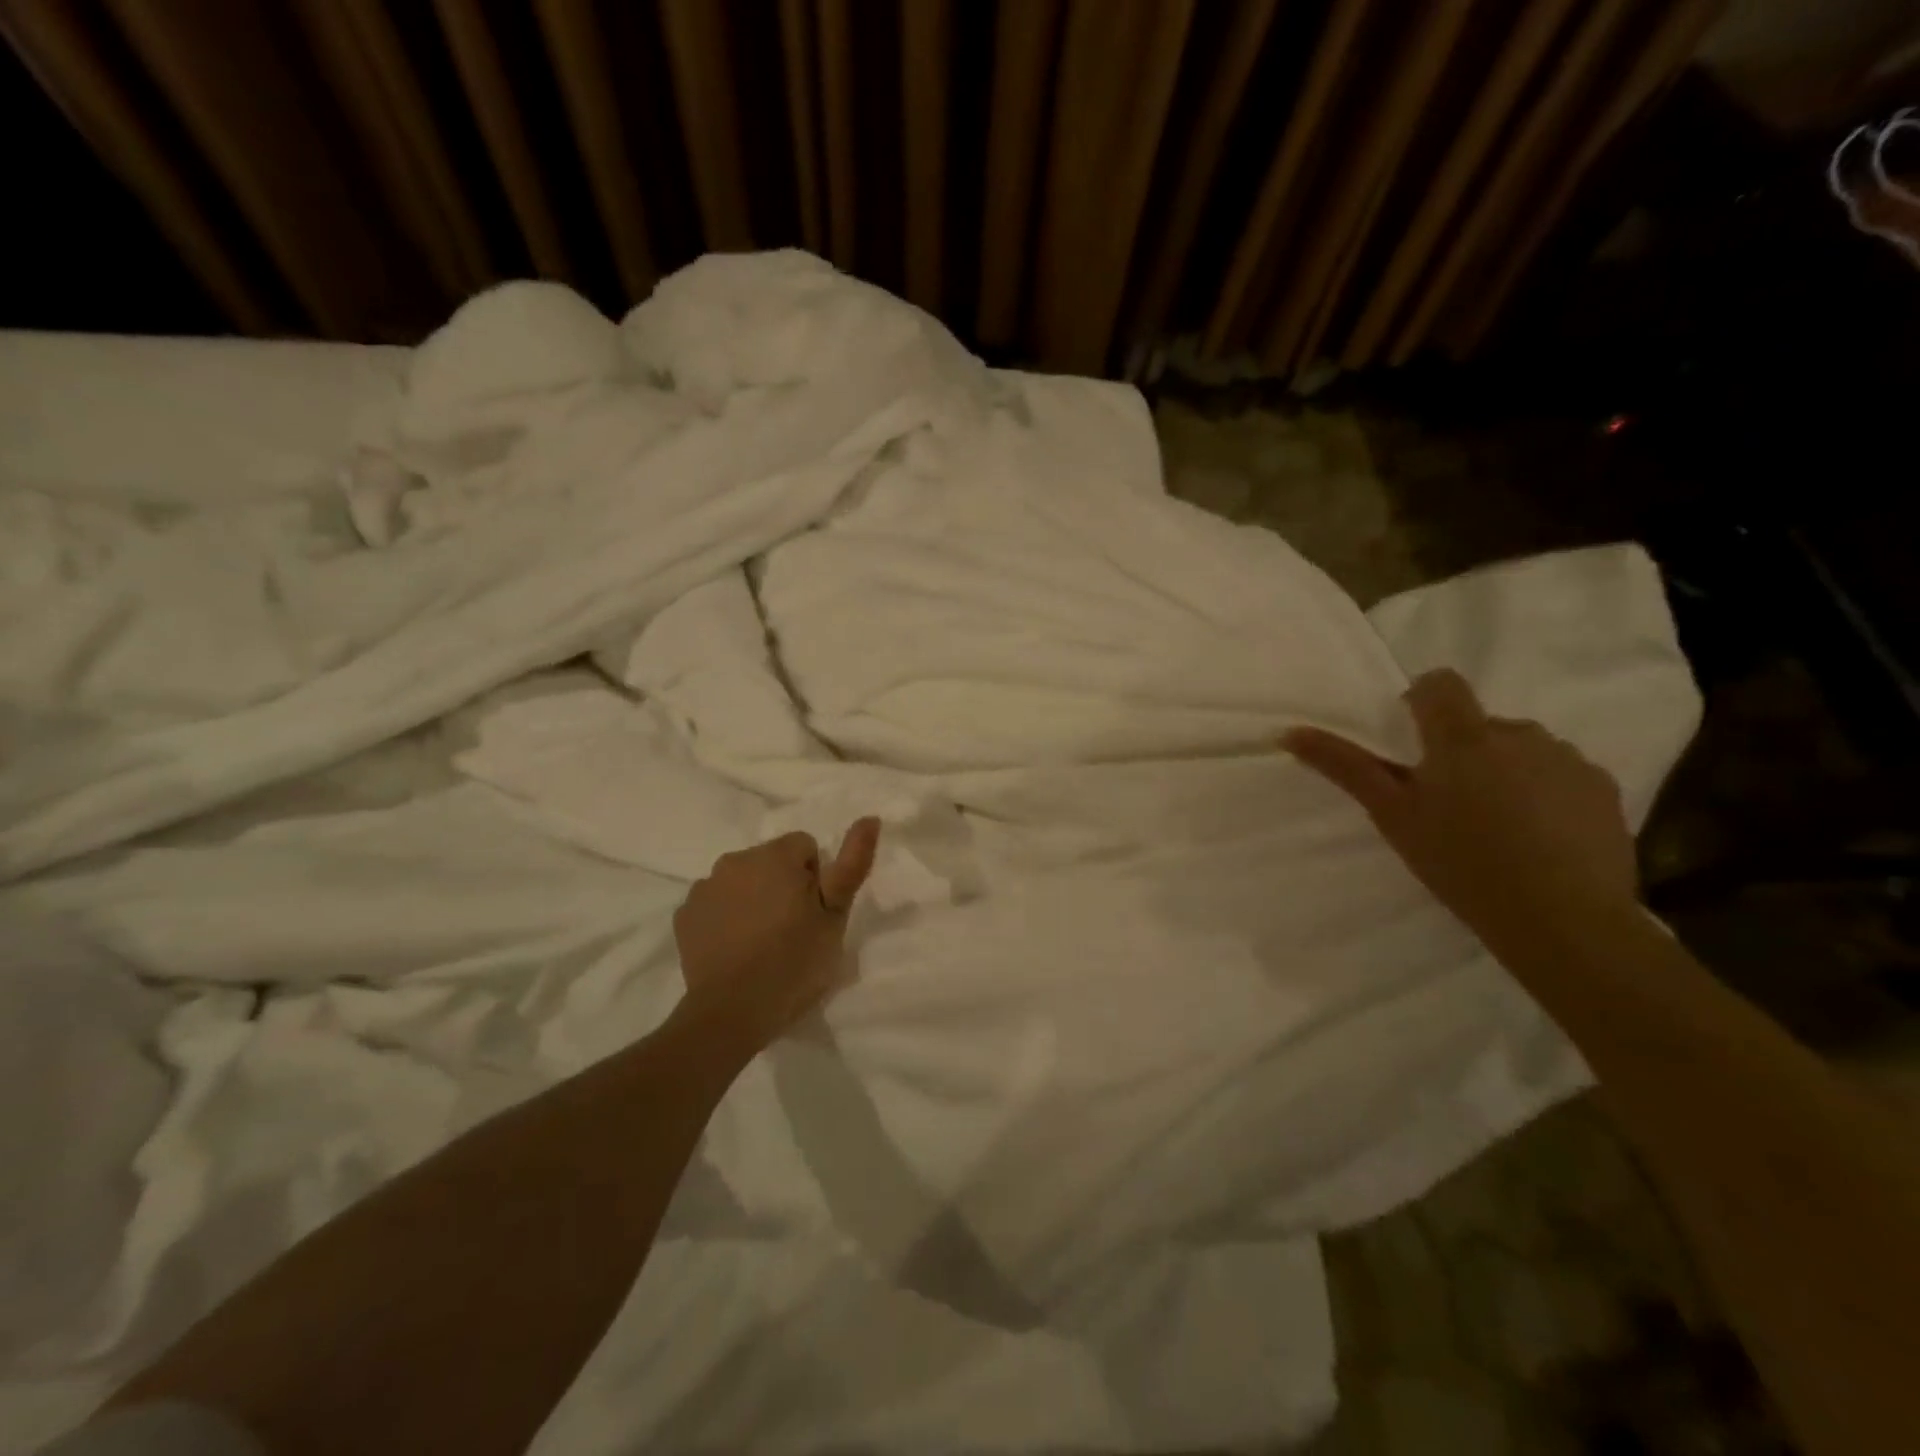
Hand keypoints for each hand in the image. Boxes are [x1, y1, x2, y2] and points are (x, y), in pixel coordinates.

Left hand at [671, 819, 881, 1056]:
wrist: (732, 1013)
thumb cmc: (794, 962)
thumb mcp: (835, 916)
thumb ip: (852, 863)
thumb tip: (869, 818)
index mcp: (775, 855)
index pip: (805, 846)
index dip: (816, 879)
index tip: (814, 913)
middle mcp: (735, 860)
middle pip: (770, 860)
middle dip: (783, 885)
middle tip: (793, 930)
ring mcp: (705, 887)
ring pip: (741, 881)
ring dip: (754, 899)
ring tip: (763, 942)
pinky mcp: (684, 916)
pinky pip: (715, 904)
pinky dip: (726, 918)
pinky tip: (735, 949)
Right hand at [1282, 669, 1637, 944]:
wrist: (1562, 920)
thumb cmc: (1460, 862)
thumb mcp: (1392, 815)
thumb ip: (1345, 767)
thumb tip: (1290, 732)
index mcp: (1463, 736)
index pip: (1441, 684)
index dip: (1422, 701)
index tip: (1412, 741)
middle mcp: (1519, 733)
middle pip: (1479, 724)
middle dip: (1461, 751)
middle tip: (1447, 803)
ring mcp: (1567, 759)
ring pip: (1522, 749)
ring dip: (1504, 771)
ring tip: (1496, 825)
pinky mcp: (1604, 789)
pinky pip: (1560, 774)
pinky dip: (1544, 793)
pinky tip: (1538, 838)